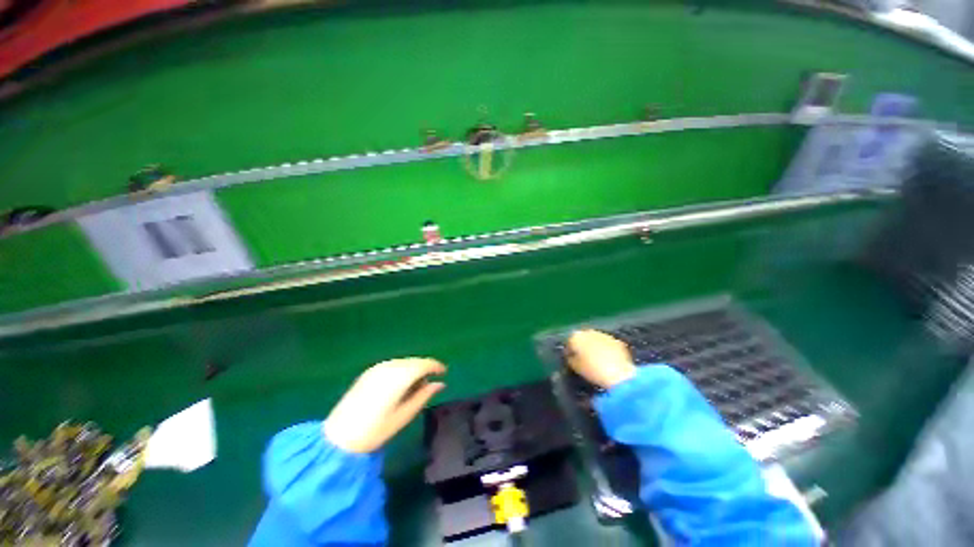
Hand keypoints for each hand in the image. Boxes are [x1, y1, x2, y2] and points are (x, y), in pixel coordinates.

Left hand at [324, 358, 445, 452]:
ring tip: (416, 385)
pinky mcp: (369, 372)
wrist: (339, 437)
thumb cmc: (375, 430)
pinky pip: (393, 365)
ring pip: (404, 362)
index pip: (424, 364)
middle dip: (425, 368)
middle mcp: (390, 367)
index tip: (444, 372)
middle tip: (431, 382)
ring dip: (413, 369)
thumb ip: (424, 395)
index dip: (437, 366)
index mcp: (400, 377)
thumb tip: (440, 384)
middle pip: (414, 361)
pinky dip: (402, 370)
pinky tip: (400, 384)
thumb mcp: (404, 415)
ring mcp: (378, 368)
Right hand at [565, 330, 635, 388]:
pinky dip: (606, 349)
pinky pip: (608, 344)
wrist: (618, 374)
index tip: (571, 358)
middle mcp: (589, 332)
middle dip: (583, 345)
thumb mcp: (576, 367)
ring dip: (595, 346)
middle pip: (583, 337)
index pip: (570, 342)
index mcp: (576, 336)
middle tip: (584, 357)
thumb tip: (572, 356)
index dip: (570, 351)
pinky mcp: (616, 340)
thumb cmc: (592, 371)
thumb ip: (571, 359)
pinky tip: (608, 359)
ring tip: (597, 358)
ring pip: (596, 339)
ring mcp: (604, 335)